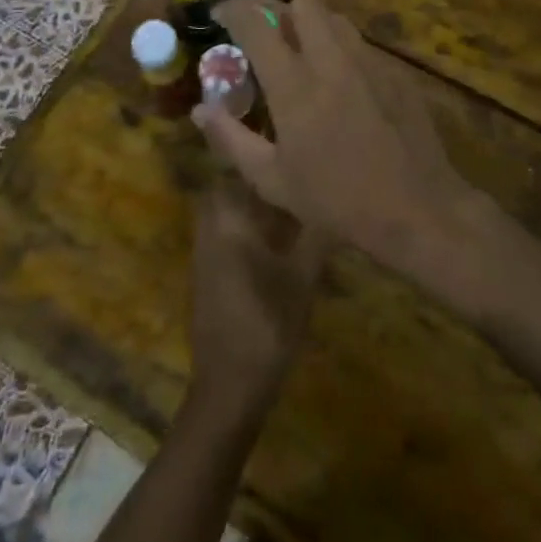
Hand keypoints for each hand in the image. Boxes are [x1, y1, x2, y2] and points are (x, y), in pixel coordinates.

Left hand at [188, 176, 326, 419]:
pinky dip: (245, 230)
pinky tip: (274, 244)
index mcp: (228, 221)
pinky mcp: (206, 275)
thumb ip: (317, 236)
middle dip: (256, 183)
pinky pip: (224, 236)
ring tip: (290, 209)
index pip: (238, 172)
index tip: (290, 155)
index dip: (262, 160)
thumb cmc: (268, 324)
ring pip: (226, 214)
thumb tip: (336, 201)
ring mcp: (204, 253)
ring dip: (251, 207)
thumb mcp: (302, 279)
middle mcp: (210, 229)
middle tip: (292, 182)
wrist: (229, 386)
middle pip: (228, 189)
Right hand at [195, 0, 482, 291]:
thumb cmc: (336, 200)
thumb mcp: (272, 179)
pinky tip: (347, 89)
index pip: (256, 24)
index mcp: (294, 84)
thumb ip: (231, 139)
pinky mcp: (397, 73)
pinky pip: (363, 46)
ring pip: (337, 20)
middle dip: (282, 14)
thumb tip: (201, 109)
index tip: (222, 17)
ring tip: (309, 62)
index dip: (234, 11)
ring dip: (315, 29)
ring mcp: (370, 62)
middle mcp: (332, 60)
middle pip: (304, 5)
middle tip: (273, 44)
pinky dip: (344, 53)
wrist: (417, 208)